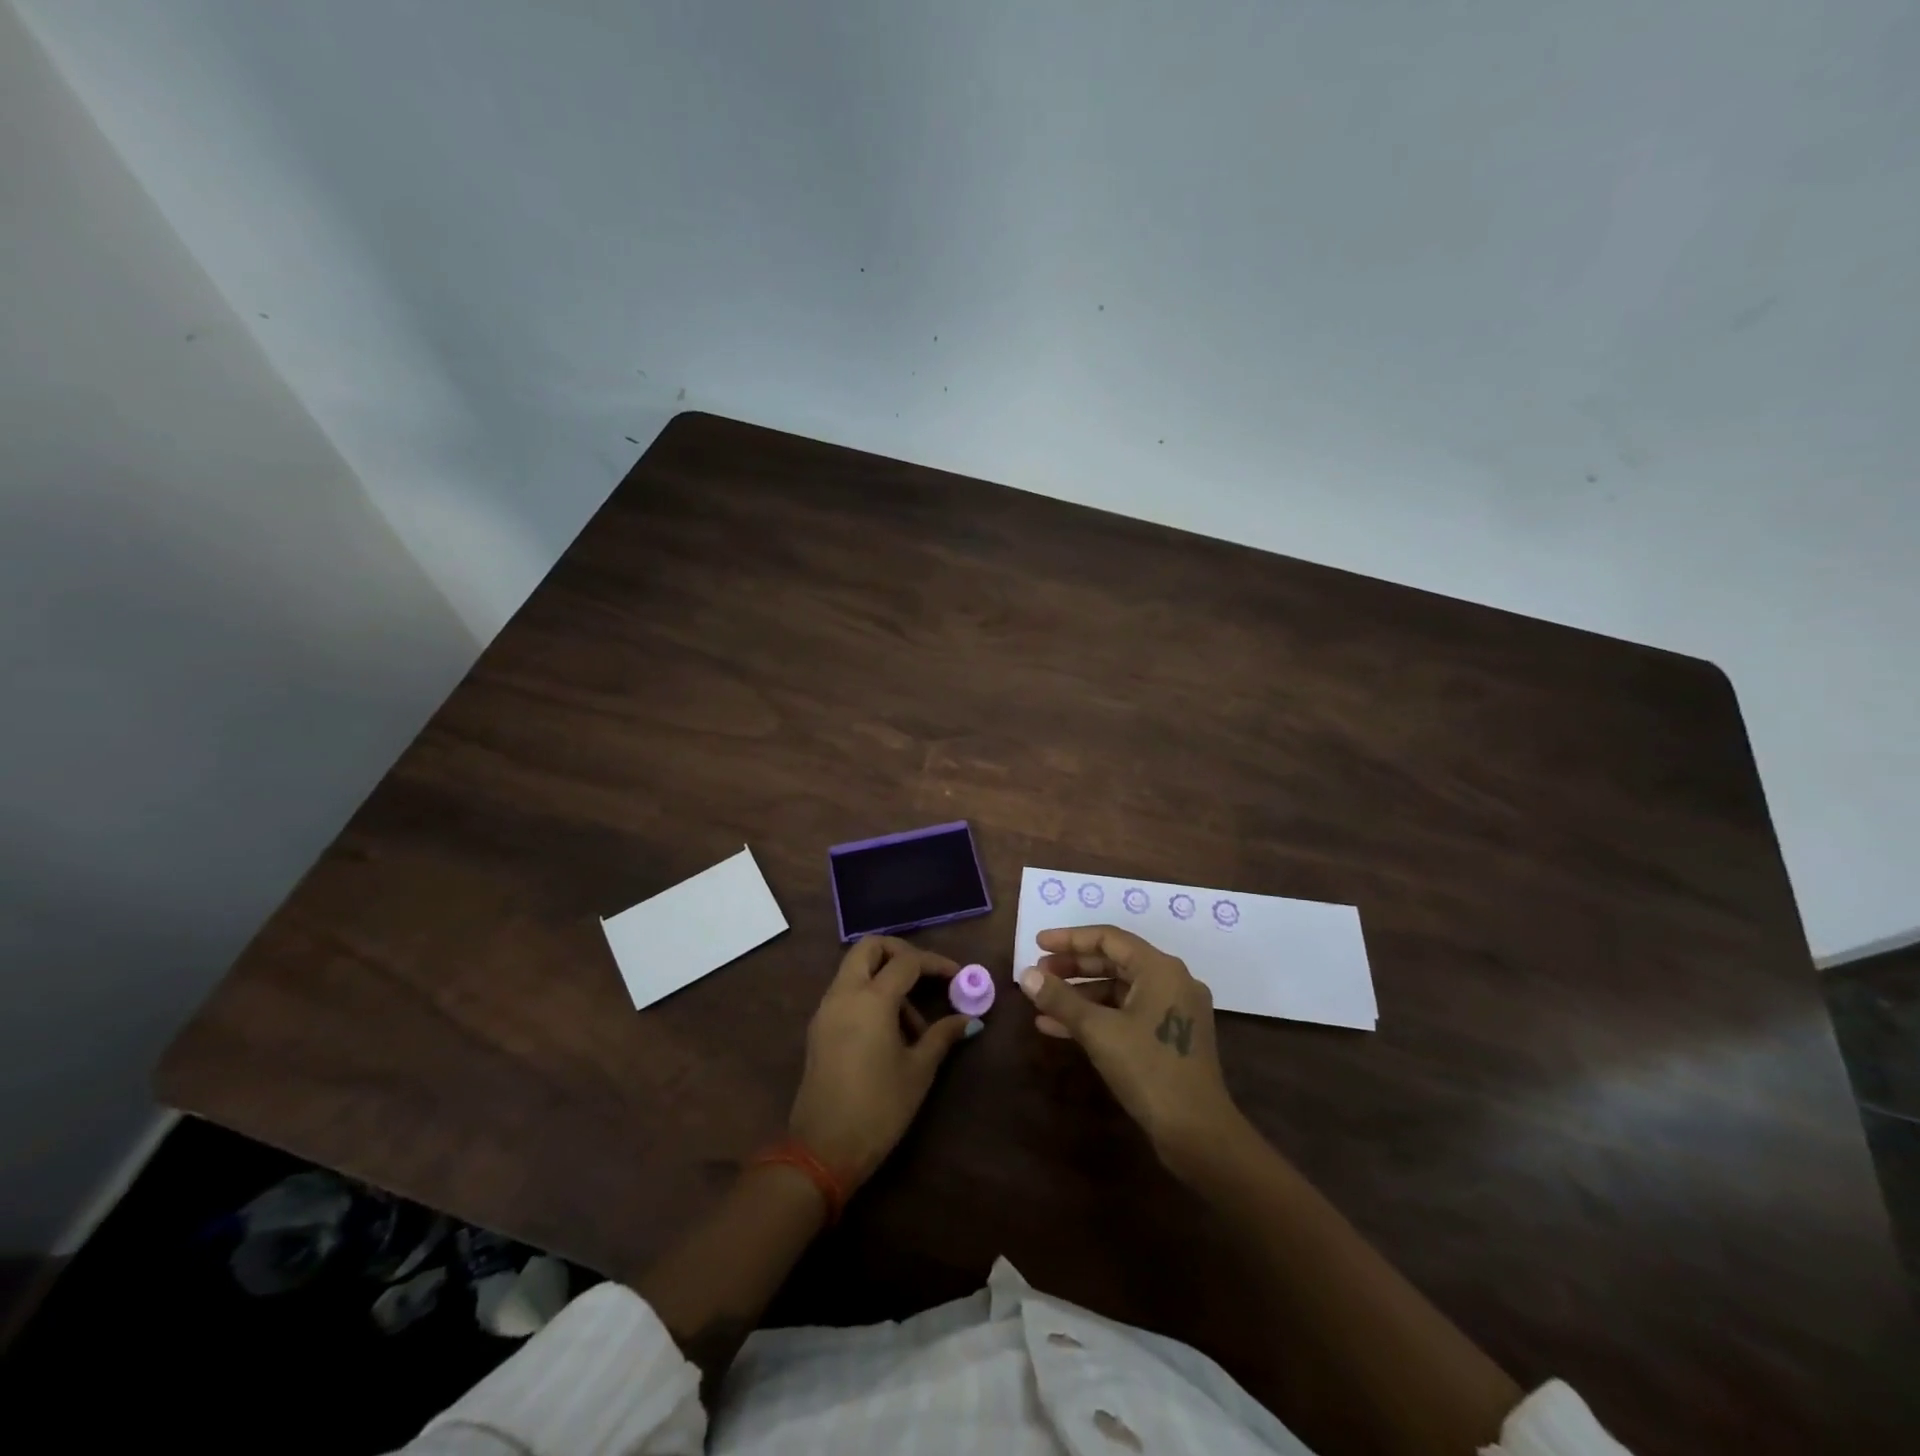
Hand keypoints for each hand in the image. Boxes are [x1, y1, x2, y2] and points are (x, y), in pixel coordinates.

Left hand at [788, 937, 975, 1188]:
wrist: (823, 1151)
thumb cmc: (879, 1108)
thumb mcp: (918, 1071)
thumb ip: (942, 1035)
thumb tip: (969, 1020)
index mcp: (871, 999)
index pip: (907, 961)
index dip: (935, 963)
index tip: (958, 976)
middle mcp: (844, 994)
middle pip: (870, 948)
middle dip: (900, 952)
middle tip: (926, 976)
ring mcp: (826, 1010)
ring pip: (855, 969)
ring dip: (884, 977)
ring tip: (914, 1023)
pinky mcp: (818, 1028)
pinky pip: (846, 992)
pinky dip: (868, 994)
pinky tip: (890, 1031)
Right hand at [1019, 924, 1248, 1176]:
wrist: (1198, 1134)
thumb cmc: (1149, 1071)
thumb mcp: (1098, 1031)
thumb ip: (1061, 999)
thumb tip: (1026, 975)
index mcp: (1160, 969)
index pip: (1109, 938)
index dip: (1069, 939)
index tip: (1037, 944)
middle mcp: (1171, 981)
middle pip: (1114, 961)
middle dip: (1072, 967)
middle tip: (1038, 973)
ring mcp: (1173, 1010)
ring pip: (1118, 989)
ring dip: (1079, 994)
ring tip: (1042, 1001)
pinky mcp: (1169, 1037)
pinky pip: (1126, 1013)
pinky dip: (1096, 1016)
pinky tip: (1058, 1028)